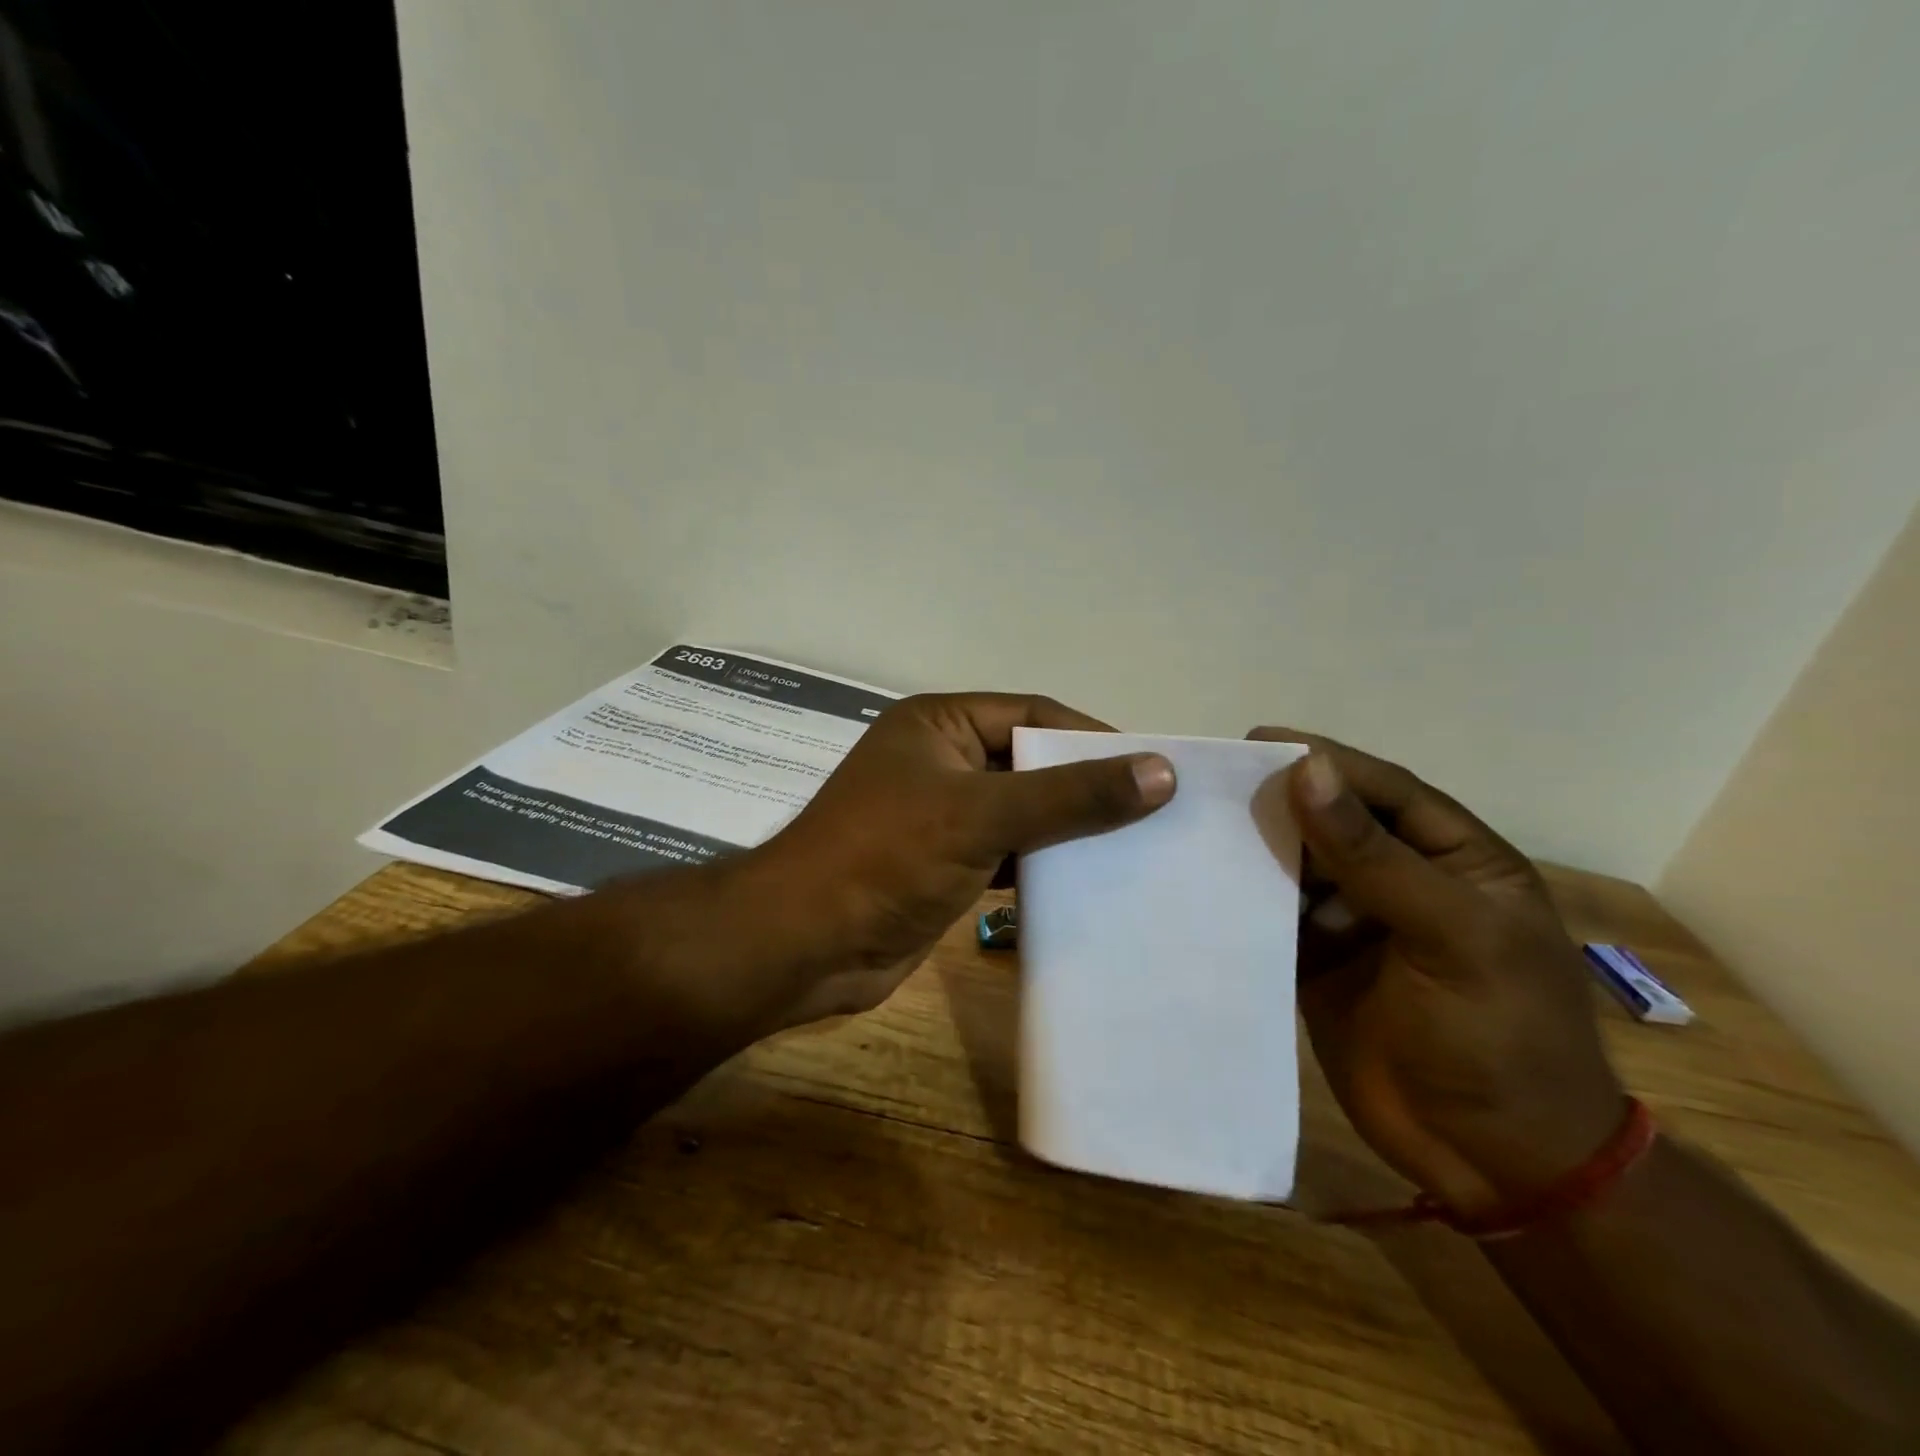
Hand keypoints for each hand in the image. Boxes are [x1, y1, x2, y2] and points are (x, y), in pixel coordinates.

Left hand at [747, 693, 1175, 1027]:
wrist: (806, 944)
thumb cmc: (887, 856)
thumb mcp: (983, 815)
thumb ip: (1070, 795)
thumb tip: (1161, 772)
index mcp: (938, 724)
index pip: (1032, 715)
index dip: (1091, 737)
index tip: (1152, 768)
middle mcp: (939, 761)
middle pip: (1029, 765)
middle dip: (1084, 788)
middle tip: (1155, 813)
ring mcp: (940, 815)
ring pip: (1020, 813)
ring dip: (1067, 832)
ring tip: (1136, 850)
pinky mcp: (943, 865)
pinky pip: (1006, 854)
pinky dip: (1041, 867)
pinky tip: (1086, 885)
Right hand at [1248, 729, 1624, 1216]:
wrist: (1496, 1164)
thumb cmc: (1501, 1038)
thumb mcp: (1452, 937)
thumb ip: (1375, 856)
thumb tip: (1307, 771)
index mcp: (1455, 860)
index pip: (1384, 791)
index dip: (1326, 761)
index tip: (1256, 742)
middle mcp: (1401, 880)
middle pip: (1332, 821)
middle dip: (1278, 801)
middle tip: (1210, 783)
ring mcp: (1354, 922)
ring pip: (1296, 865)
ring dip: (1252, 846)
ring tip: (1191, 825)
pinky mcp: (1315, 961)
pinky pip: (1273, 915)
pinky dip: (1242, 898)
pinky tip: (1201, 883)